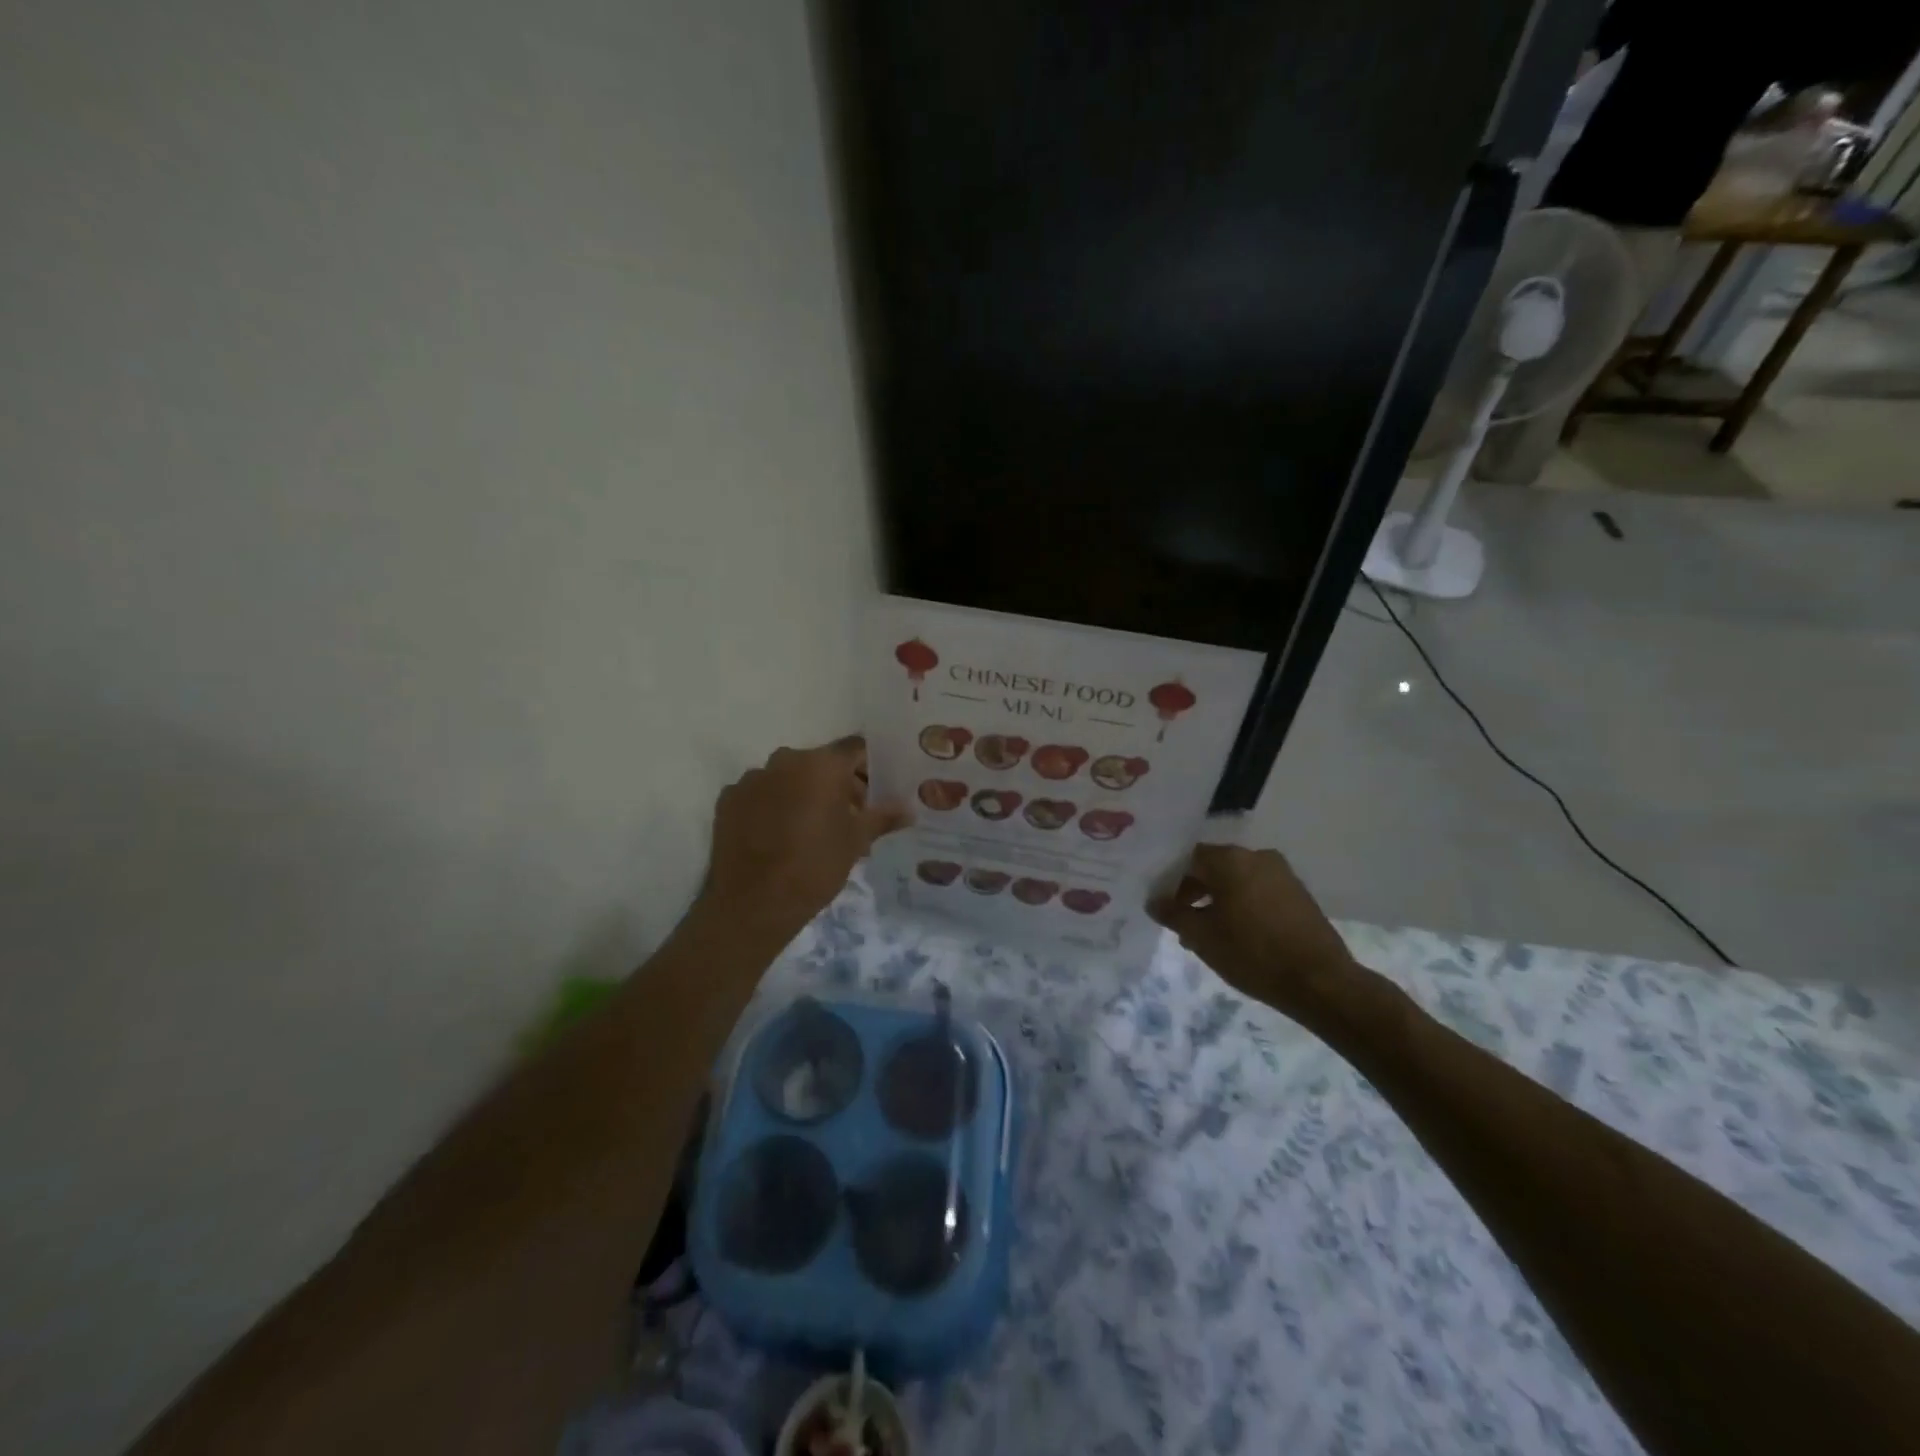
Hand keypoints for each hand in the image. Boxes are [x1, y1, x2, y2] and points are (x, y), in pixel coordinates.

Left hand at [699, 737, 911, 936]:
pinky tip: (780, 836)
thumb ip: (883, 817)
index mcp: (821, 764)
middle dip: (839, 784)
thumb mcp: (856, 842)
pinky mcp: (728, 800)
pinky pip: (761, 794)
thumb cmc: (815, 866)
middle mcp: (785, 760)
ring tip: (813, 830)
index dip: (869, 767)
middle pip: (821, 763)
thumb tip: (908, 809)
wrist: (752, 904)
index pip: (855, 749)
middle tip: (851, 818)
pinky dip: (774, 806)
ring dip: (804, 794)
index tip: (877, 791)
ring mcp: (752, 779)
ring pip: (789, 778)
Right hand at [1149, 844, 1358, 1019]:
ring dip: (1219, 901)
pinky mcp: (1299, 894)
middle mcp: (1257, 856)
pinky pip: (1259, 891)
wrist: (1320, 981)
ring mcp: (1283, 874)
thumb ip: (1173, 914)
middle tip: (1184, 923)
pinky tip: (1238, 935)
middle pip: (1215, 867)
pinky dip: (1243, 906)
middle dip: (1195, 892)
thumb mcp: (1202, 937)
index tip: (1166, 907)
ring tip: (1209, 934)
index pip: (1189, 859)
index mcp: (1230, 860)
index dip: (1172, 882)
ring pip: (1238, 881)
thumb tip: (1154, 901)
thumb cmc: (1252, 953)